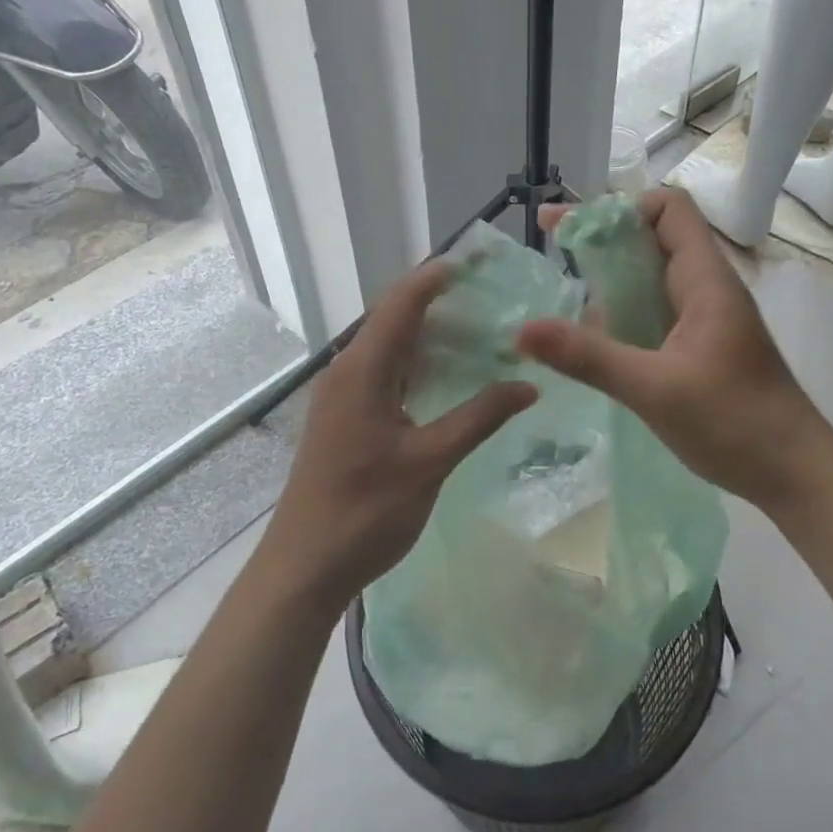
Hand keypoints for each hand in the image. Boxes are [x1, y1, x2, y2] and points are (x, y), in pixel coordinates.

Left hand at [262, 260, 536, 617]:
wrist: (303, 567)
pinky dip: (418, 362)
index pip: (402, 302)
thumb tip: (529, 385)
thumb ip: (480, 417)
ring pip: (390, 344)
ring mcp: (343, 393)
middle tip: (493, 298)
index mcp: (363, 369)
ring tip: (481, 331)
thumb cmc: (366, 512)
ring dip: (430, 332)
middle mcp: (348, 370)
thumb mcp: (431, 462)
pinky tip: (449, 376)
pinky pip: (384, 370)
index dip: (437, 276)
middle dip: (440, 300)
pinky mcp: (345, 415)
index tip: (480, 264)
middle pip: (394, 316)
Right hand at [516, 187, 832, 514]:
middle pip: (654, 238)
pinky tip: (595, 343)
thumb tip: (523, 329)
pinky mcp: (702, 347)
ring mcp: (706, 319)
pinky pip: (656, 312)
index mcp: (705, 280)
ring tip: (564, 303)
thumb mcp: (654, 389)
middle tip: (552, 256)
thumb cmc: (736, 424)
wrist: (796, 475)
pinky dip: (624, 314)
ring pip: (653, 278)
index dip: (622, 208)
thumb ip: (589, 357)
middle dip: (604, 241)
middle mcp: (707, 288)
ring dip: (611, 281)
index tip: (574, 232)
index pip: (669, 208)